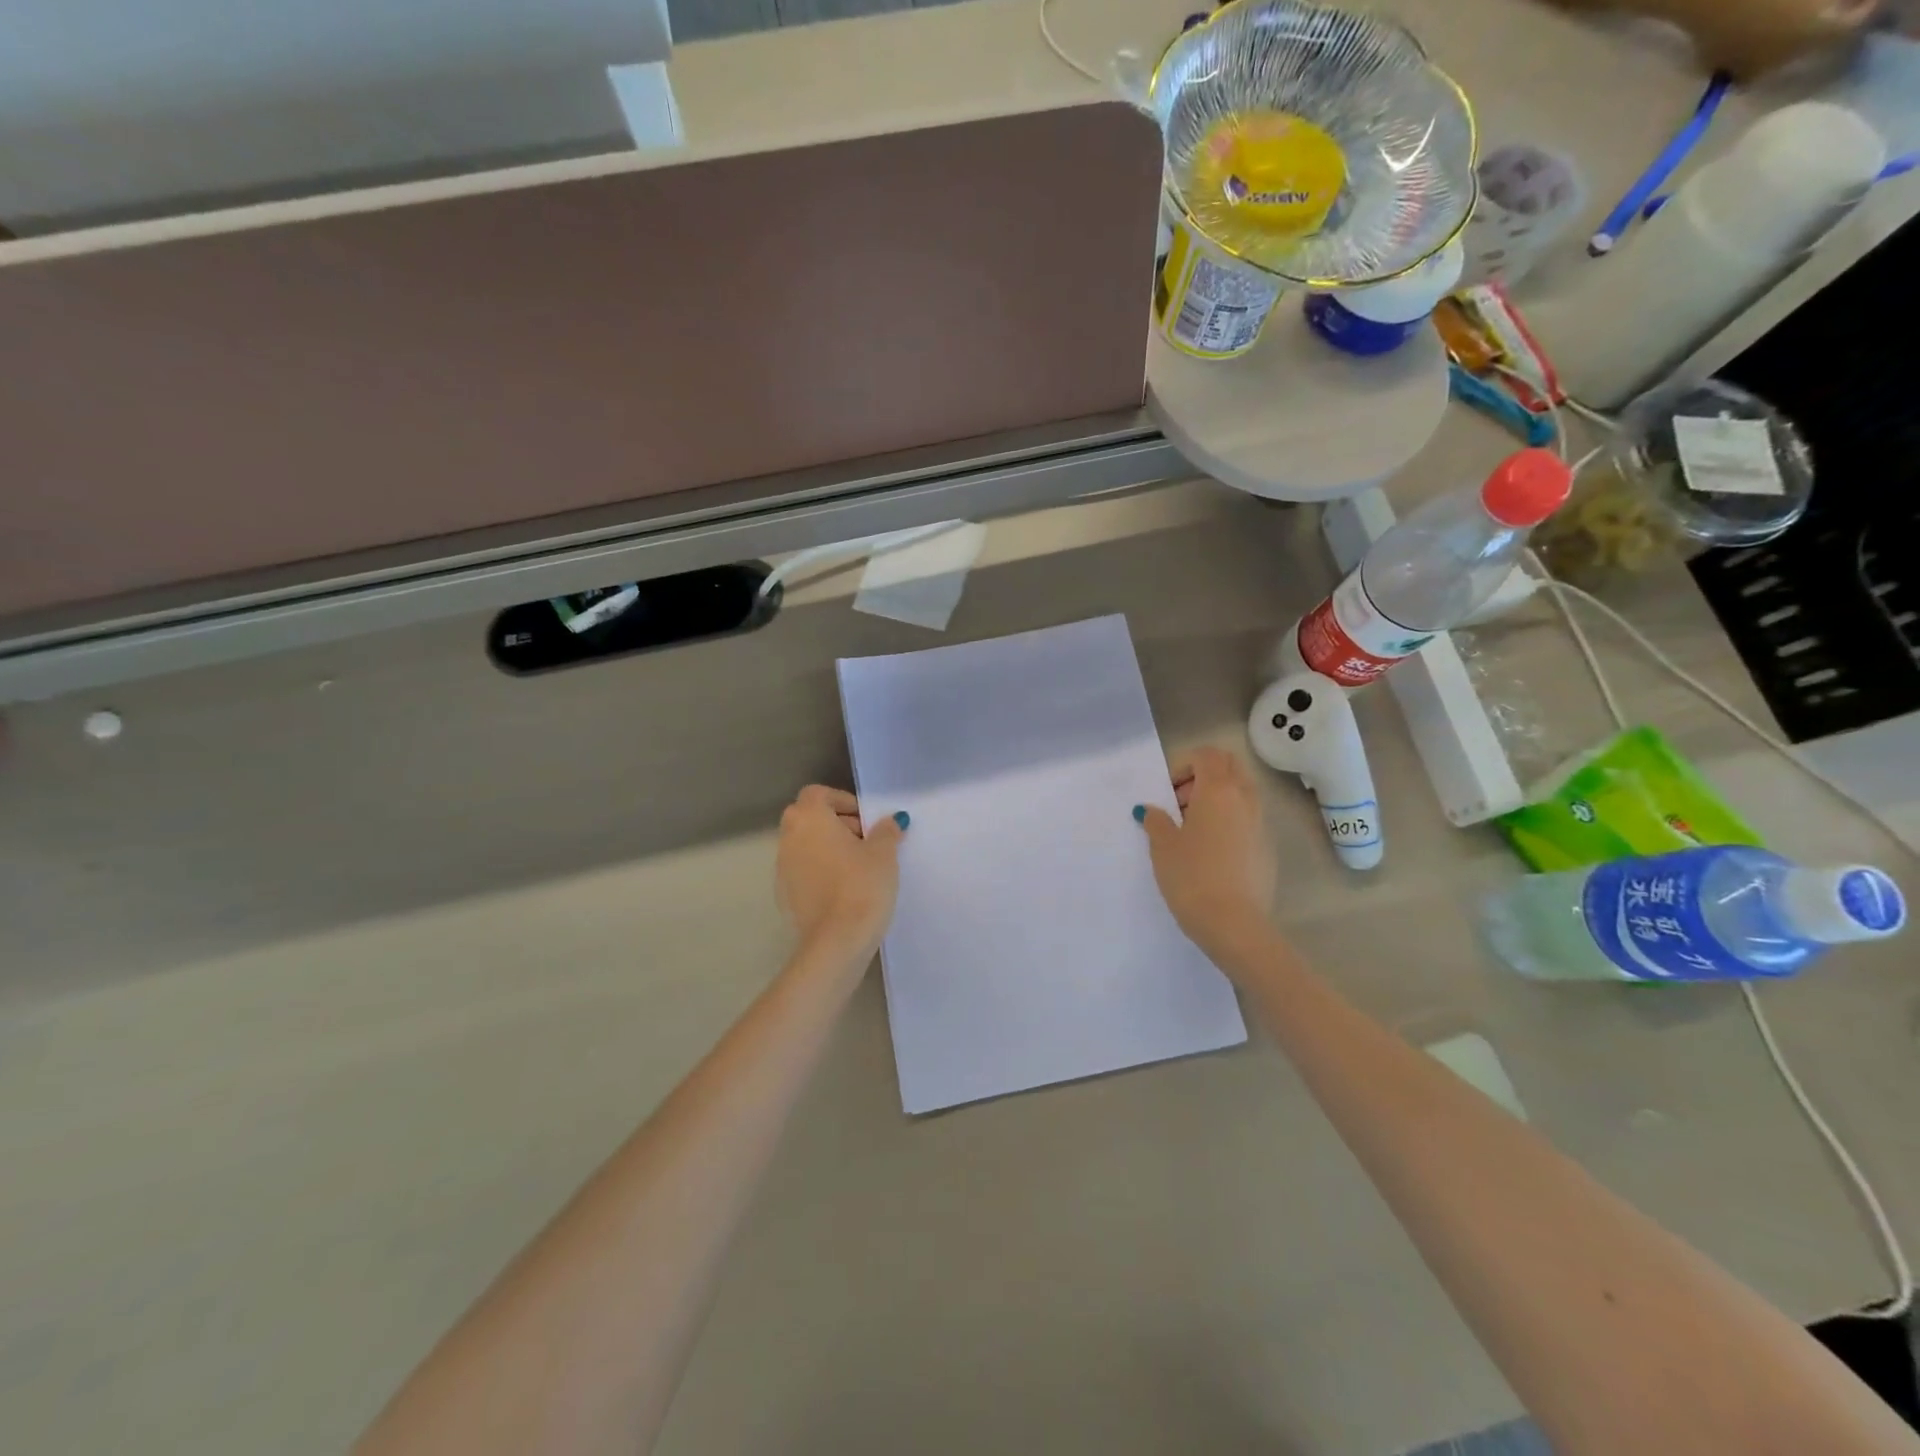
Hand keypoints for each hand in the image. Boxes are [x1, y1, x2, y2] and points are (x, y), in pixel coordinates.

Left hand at [776, 786, 907, 961]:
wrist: (836, 941)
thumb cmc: (861, 885)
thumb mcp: (884, 854)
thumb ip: (886, 831)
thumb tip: (891, 820)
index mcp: (809, 818)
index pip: (818, 794)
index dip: (843, 801)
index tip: (866, 820)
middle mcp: (788, 838)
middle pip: (809, 818)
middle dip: (836, 824)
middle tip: (866, 841)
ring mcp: (782, 868)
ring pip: (804, 846)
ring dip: (827, 848)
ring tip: (858, 867)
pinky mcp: (784, 896)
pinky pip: (803, 872)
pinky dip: (820, 872)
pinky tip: (844, 890)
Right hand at [1138, 747, 1275, 959]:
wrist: (1234, 924)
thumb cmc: (1192, 876)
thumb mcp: (1162, 846)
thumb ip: (1156, 820)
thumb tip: (1151, 810)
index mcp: (1218, 790)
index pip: (1207, 755)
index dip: (1184, 765)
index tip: (1168, 792)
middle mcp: (1245, 799)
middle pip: (1230, 766)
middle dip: (1204, 775)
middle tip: (1181, 803)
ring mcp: (1261, 823)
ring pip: (1242, 792)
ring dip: (1218, 798)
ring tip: (1194, 829)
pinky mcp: (1268, 847)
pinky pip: (1248, 818)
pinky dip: (1230, 820)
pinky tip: (1212, 852)